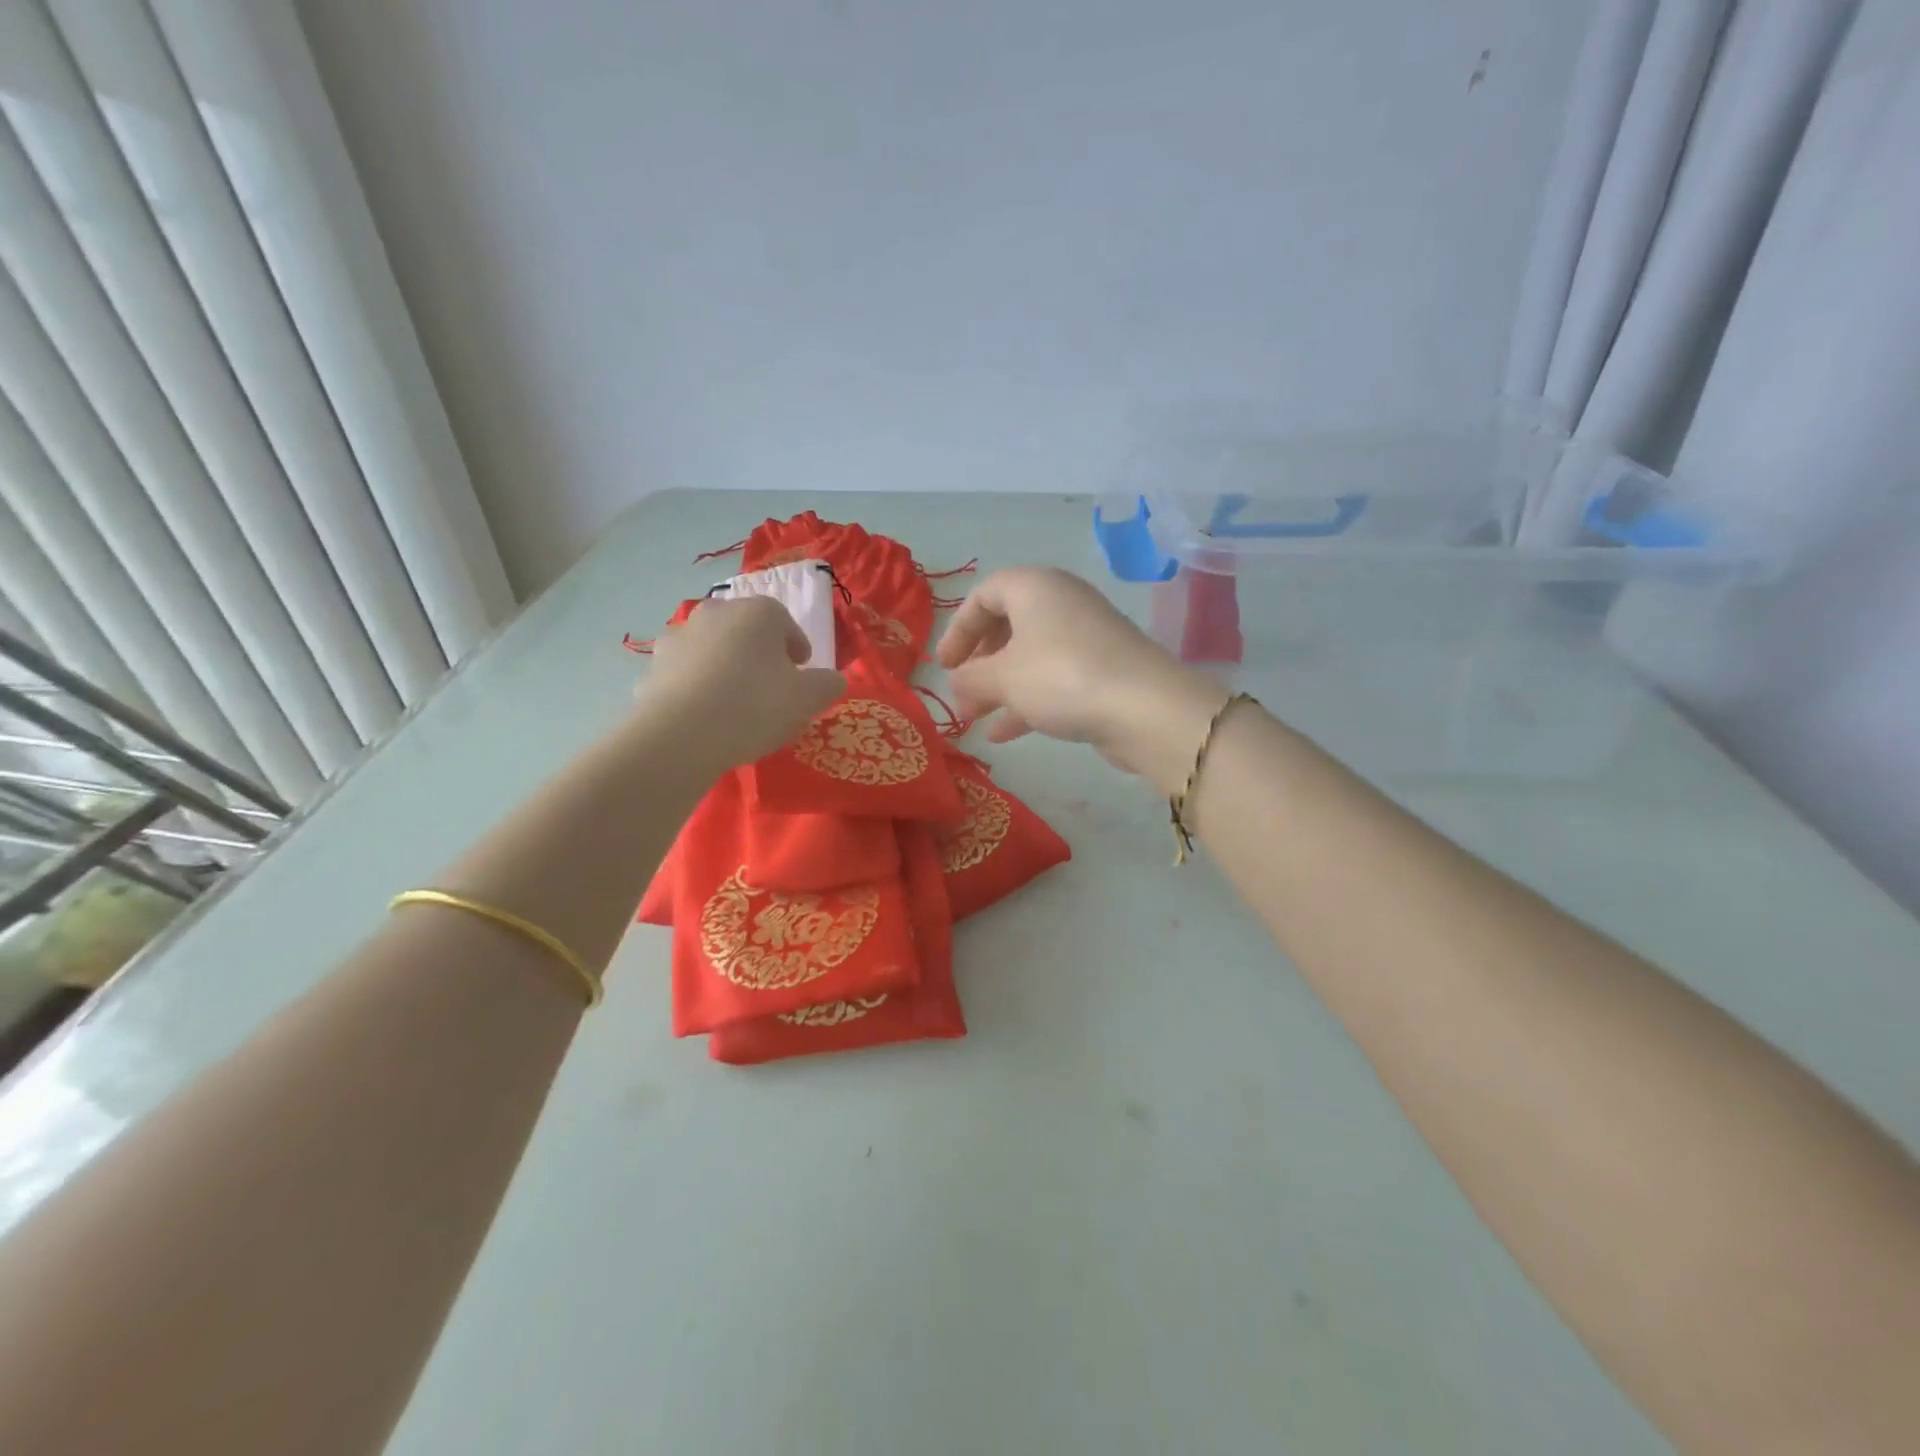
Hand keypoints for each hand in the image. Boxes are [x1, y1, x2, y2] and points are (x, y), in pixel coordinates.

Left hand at [640, 596, 845, 766]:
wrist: (680, 735)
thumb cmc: (755, 706)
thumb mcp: (808, 699)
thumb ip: (827, 684)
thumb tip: (833, 679)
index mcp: (757, 613)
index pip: (784, 621)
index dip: (796, 647)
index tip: (801, 672)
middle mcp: (715, 613)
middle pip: (745, 631)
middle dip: (759, 654)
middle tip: (770, 688)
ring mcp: (678, 637)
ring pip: (712, 649)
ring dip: (724, 667)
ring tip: (734, 704)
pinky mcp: (652, 667)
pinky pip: (684, 674)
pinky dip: (695, 687)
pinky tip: (704, 716)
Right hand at [935, 567, 1225, 791]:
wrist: (1143, 708)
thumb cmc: (1061, 677)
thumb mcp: (1003, 677)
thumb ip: (971, 678)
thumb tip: (956, 683)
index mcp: (1035, 587)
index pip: (985, 594)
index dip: (958, 629)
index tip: (944, 665)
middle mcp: (1062, 602)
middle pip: (1009, 624)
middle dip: (980, 662)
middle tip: (963, 691)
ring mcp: (1086, 636)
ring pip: (1031, 655)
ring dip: (1000, 686)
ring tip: (974, 719)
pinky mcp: (1103, 669)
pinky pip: (1055, 678)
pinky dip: (1028, 700)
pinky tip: (1004, 734)